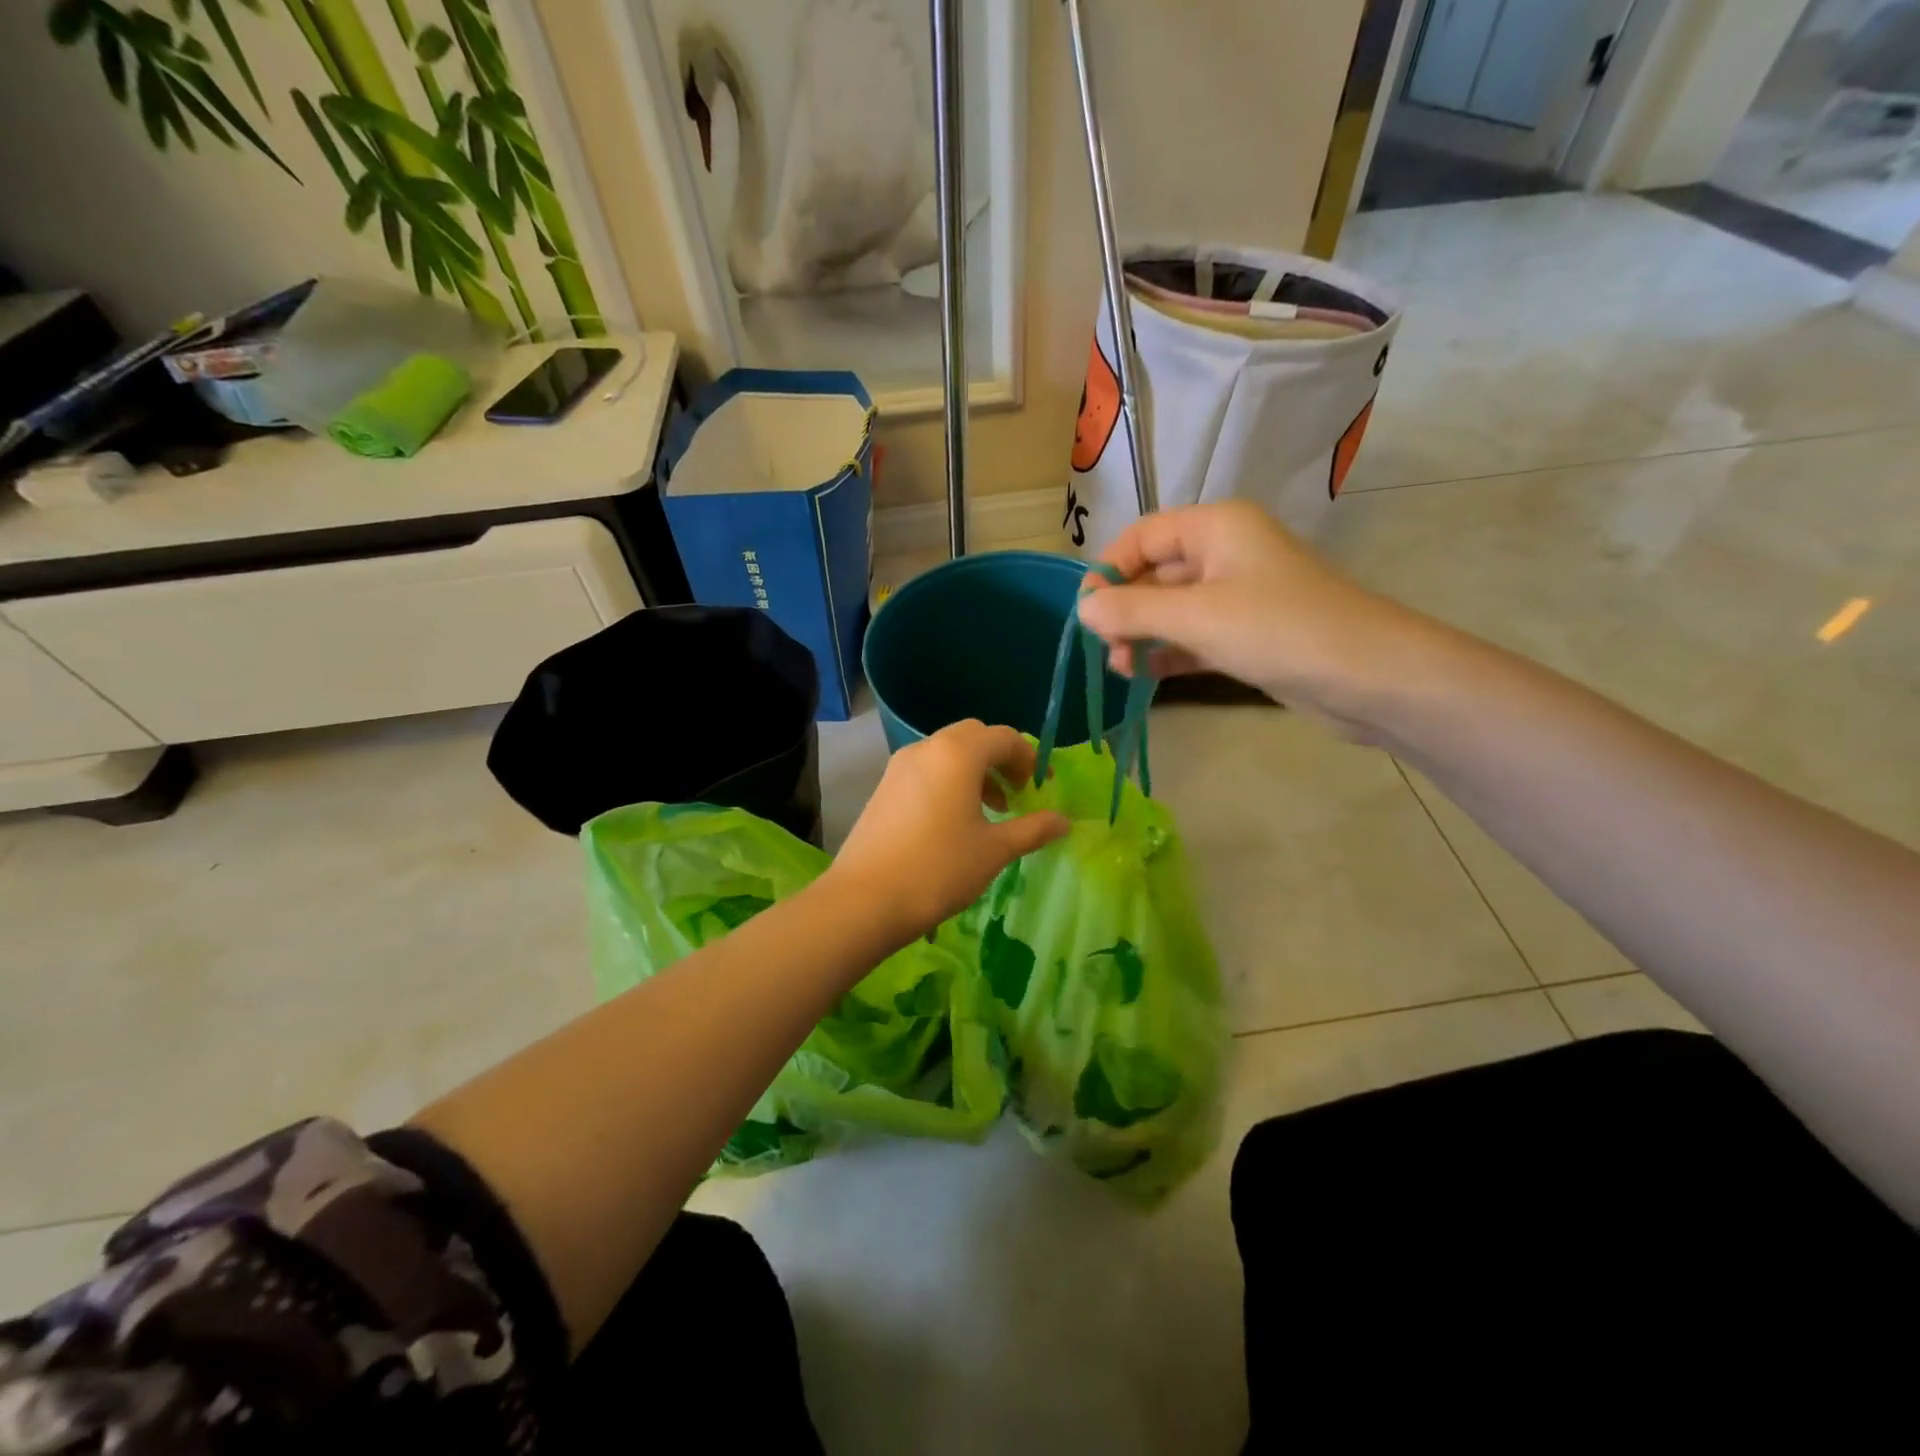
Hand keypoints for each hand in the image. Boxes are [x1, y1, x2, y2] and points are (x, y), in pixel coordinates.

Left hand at [827, 720, 1069, 944]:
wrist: (865, 899)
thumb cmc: (939, 869)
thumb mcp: (994, 850)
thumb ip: (1033, 829)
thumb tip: (1064, 821)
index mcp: (957, 754)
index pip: (1003, 737)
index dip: (1029, 757)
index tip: (1043, 785)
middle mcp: (926, 748)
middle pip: (973, 737)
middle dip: (1001, 759)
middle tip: (1019, 792)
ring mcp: (899, 766)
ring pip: (947, 752)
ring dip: (975, 771)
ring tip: (992, 809)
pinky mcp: (883, 787)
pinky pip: (926, 770)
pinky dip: (949, 781)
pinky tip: (955, 820)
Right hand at [1074, 501, 1427, 731]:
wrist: (1369, 676)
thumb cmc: (1278, 629)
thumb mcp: (1196, 617)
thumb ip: (1133, 611)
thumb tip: (1082, 610)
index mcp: (1216, 527)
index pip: (1143, 536)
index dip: (1109, 570)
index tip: (1086, 612)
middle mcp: (1226, 553)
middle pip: (1155, 572)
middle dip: (1125, 609)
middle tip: (1106, 648)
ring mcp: (1239, 596)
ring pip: (1173, 608)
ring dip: (1142, 634)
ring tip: (1122, 667)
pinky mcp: (1248, 634)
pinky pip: (1194, 636)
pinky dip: (1169, 652)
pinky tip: (1145, 675)